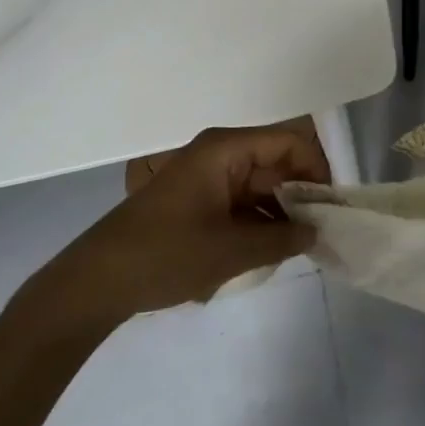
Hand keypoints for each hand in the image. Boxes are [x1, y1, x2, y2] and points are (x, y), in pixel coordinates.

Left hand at [20, 122, 328, 335]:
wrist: (94, 283)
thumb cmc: (166, 254)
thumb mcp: (231, 251)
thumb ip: (281, 238)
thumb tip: (316, 232)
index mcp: (226, 149)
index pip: (290, 142)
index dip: (317, 169)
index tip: (330, 208)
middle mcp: (219, 153)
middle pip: (276, 162)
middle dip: (300, 194)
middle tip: (319, 232)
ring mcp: (206, 176)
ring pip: (259, 184)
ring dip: (279, 212)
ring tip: (296, 247)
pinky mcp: (196, 199)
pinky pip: (240, 200)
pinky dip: (257, 221)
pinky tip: (265, 252)